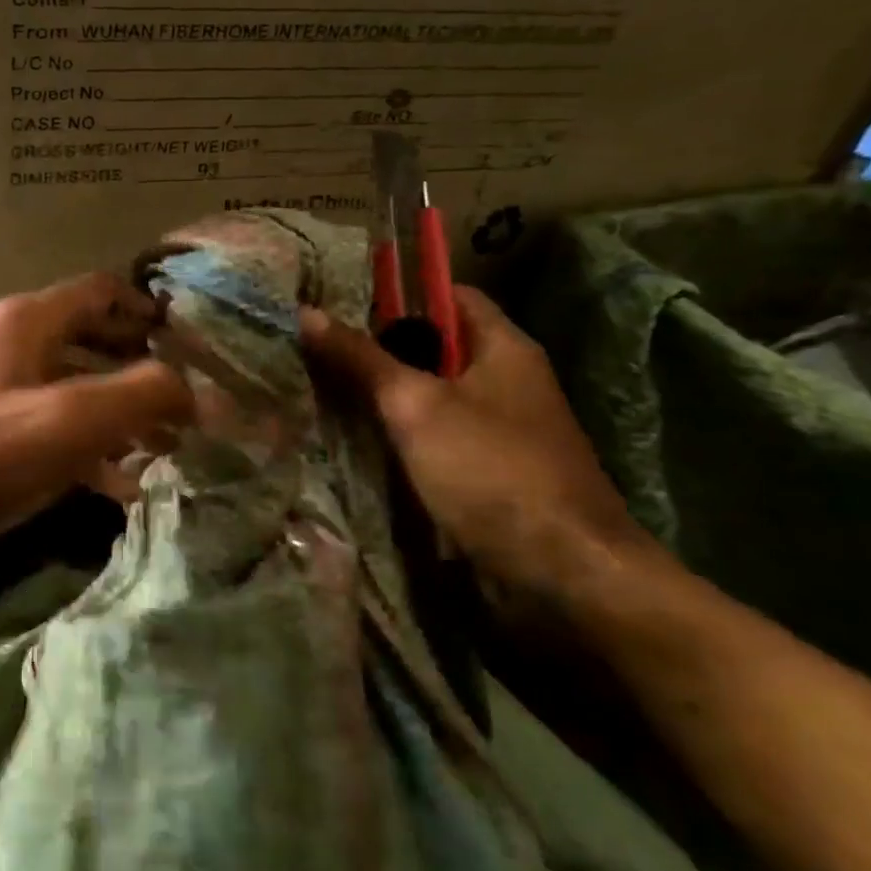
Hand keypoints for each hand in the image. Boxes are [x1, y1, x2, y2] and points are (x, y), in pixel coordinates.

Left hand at [0, 272, 193, 588]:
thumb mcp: (67, 421)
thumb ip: (142, 395)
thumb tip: (200, 390)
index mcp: (29, 322)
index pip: (102, 290)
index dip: (150, 310)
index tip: (196, 346)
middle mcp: (14, 346)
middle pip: (94, 340)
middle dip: (143, 369)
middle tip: (191, 405)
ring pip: (77, 390)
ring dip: (123, 415)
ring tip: (170, 449)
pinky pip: (54, 432)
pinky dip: (91, 451)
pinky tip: (122, 487)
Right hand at [300, 288, 645, 597]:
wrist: (563, 576)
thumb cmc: (491, 470)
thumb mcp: (416, 406)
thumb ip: (361, 359)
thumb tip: (306, 312)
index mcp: (503, 348)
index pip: (448, 296)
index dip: (398, 294)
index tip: (343, 304)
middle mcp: (506, 381)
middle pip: (435, 349)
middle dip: (379, 350)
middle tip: (318, 350)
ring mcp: (499, 431)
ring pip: (431, 398)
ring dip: (385, 398)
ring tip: (321, 391)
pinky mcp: (488, 475)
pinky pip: (435, 440)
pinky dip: (400, 438)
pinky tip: (356, 443)